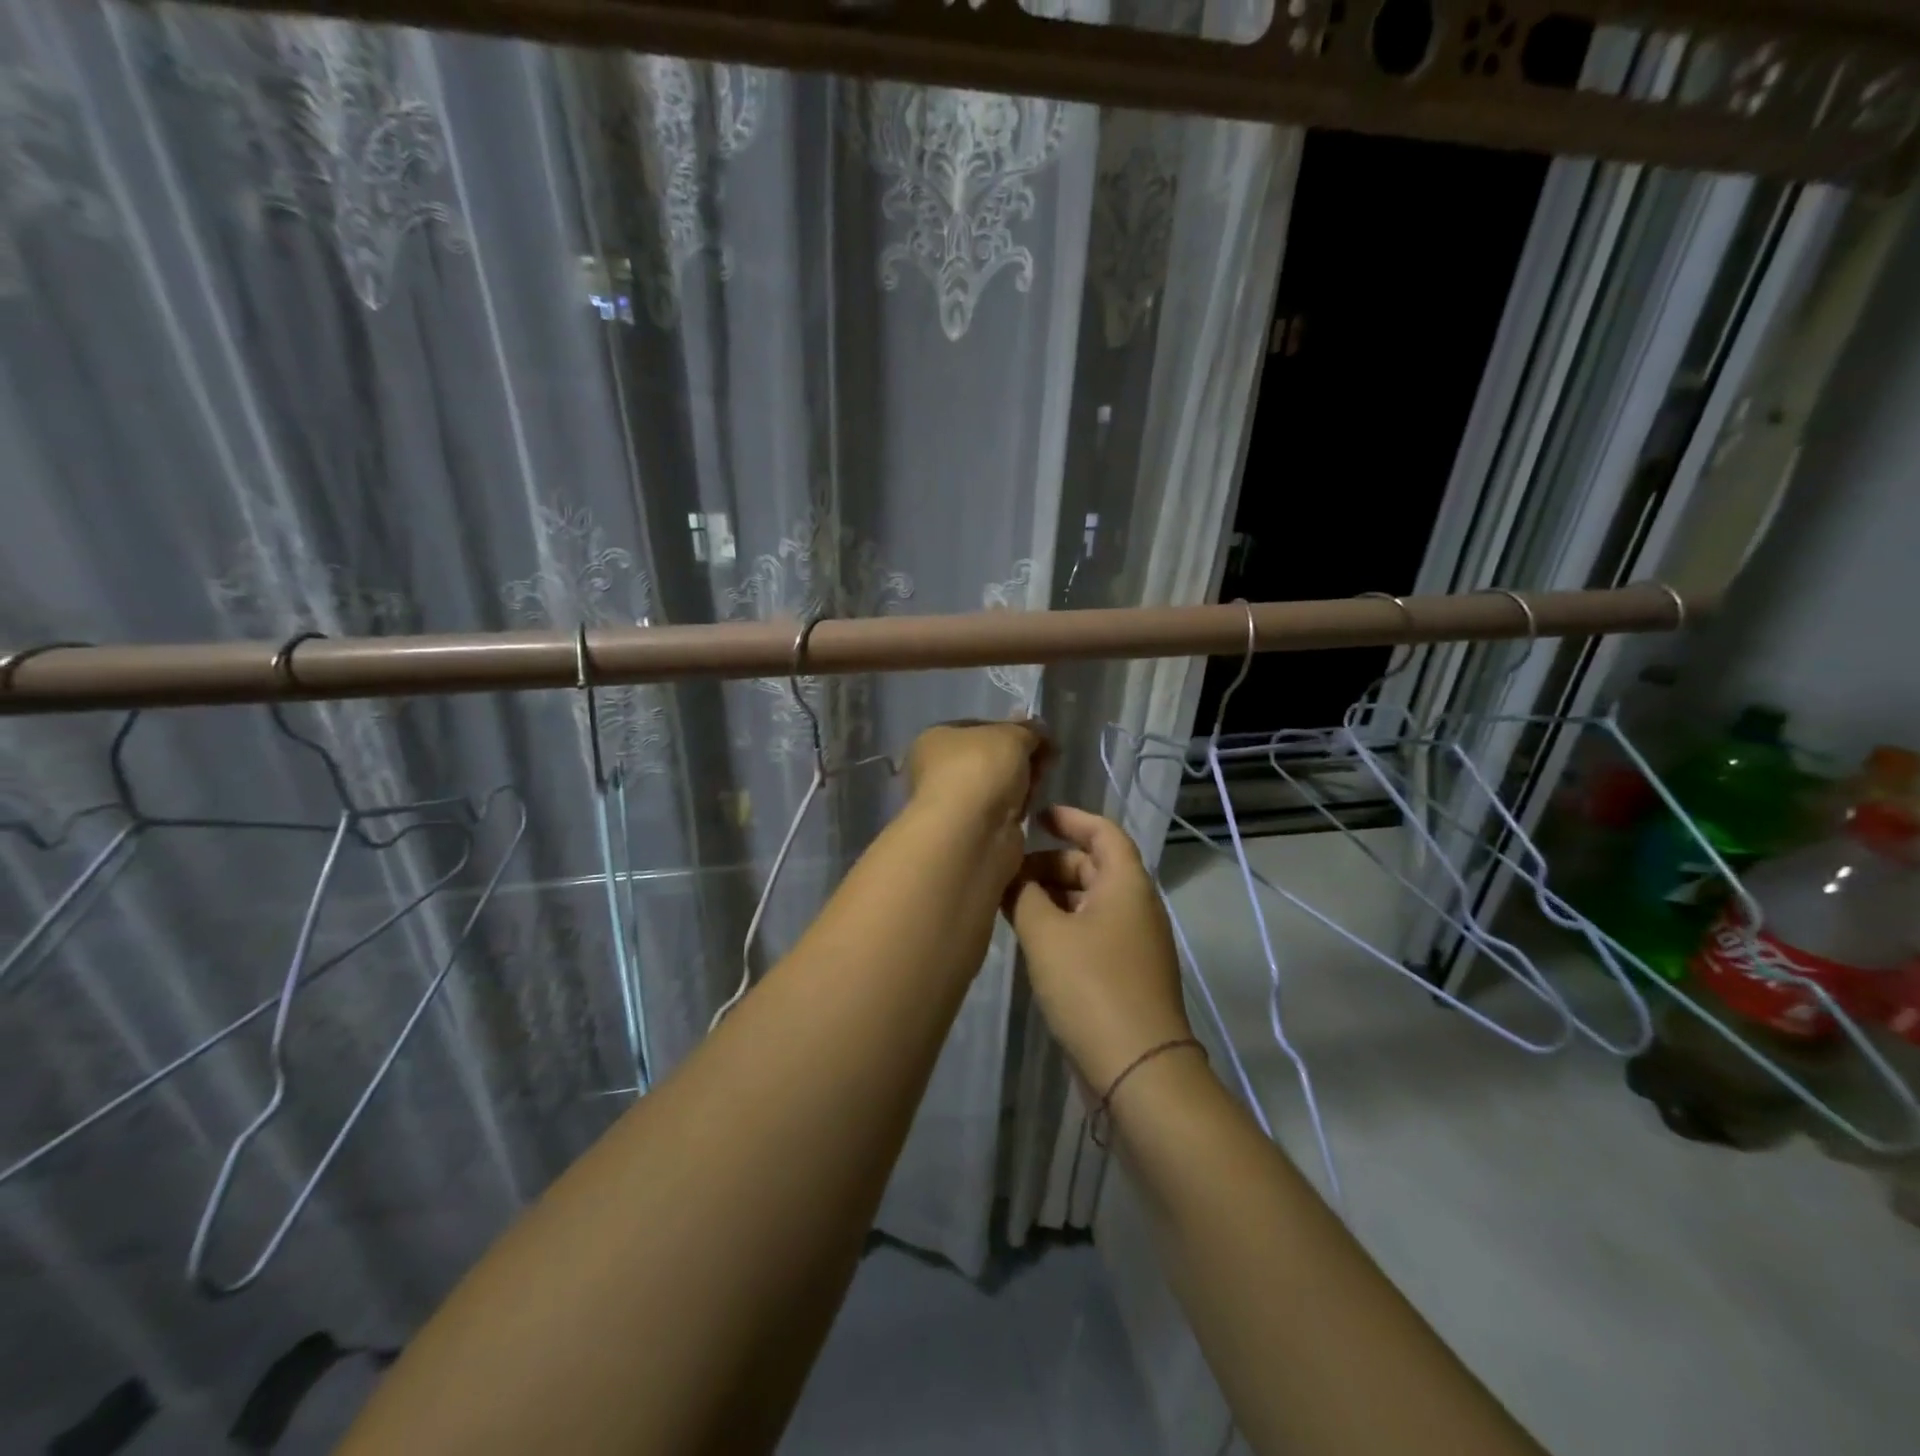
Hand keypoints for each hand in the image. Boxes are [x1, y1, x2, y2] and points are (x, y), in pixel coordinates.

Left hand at [905, 719, 1052, 879]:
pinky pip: (1002, 813)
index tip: (1038, 736)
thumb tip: (1038, 729)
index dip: (1010, 729)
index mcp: (935, 739)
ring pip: (998, 787)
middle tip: (1045, 759)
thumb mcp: (1011, 735)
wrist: (972, 831)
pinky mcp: (972, 832)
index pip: (978, 728)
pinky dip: (1017, 810)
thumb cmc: (980, 769)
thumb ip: (1028, 730)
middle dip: (1019, 758)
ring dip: (1020, 785)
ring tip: (1039, 784)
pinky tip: (1030, 809)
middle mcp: (937, 770)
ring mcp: (953, 804)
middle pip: (990, 758)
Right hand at [1003, 805, 1193, 1091]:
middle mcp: (1136, 906)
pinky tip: (1031, 939)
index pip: (1103, 832)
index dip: (1071, 819)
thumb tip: (1011, 874)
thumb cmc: (1092, 986)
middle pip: (1093, 867)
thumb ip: (1023, 895)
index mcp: (1126, 884)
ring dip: (1052, 896)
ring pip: (1089, 901)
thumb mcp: (1046, 934)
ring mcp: (1133, 942)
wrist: (1137, 1067)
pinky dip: (1062, 924)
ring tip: (1010, 904)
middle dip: (1050, 863)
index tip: (1036, 816)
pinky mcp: (1125, 972)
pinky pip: (1091, 930)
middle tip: (1008, 872)